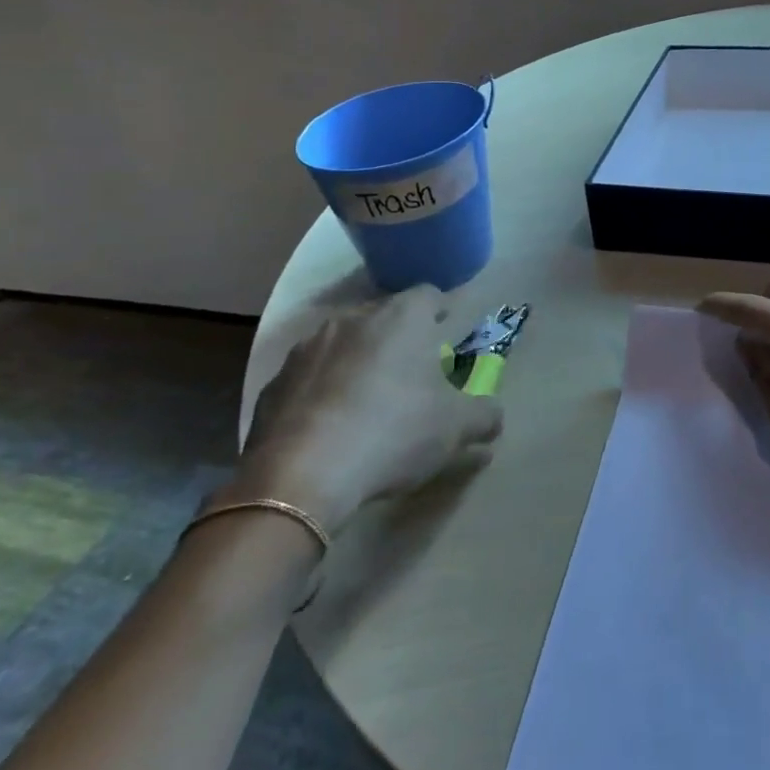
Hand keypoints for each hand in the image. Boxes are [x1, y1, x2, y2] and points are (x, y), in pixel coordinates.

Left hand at [229, 286, 502, 532]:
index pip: (429, 295)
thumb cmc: (394, 432)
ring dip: (358, 361)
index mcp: (403, 317)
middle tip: (411, 372)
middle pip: (384, 317)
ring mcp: (308, 348)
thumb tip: (494, 417)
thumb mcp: (455, 428)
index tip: (445, 332)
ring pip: (344, 343)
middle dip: (398, 338)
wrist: (302, 475)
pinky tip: (329, 426)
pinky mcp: (274, 382)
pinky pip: (309, 377)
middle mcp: (355, 318)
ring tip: (367, 400)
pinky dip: (322, 391)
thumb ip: (484, 416)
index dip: (439, 312)